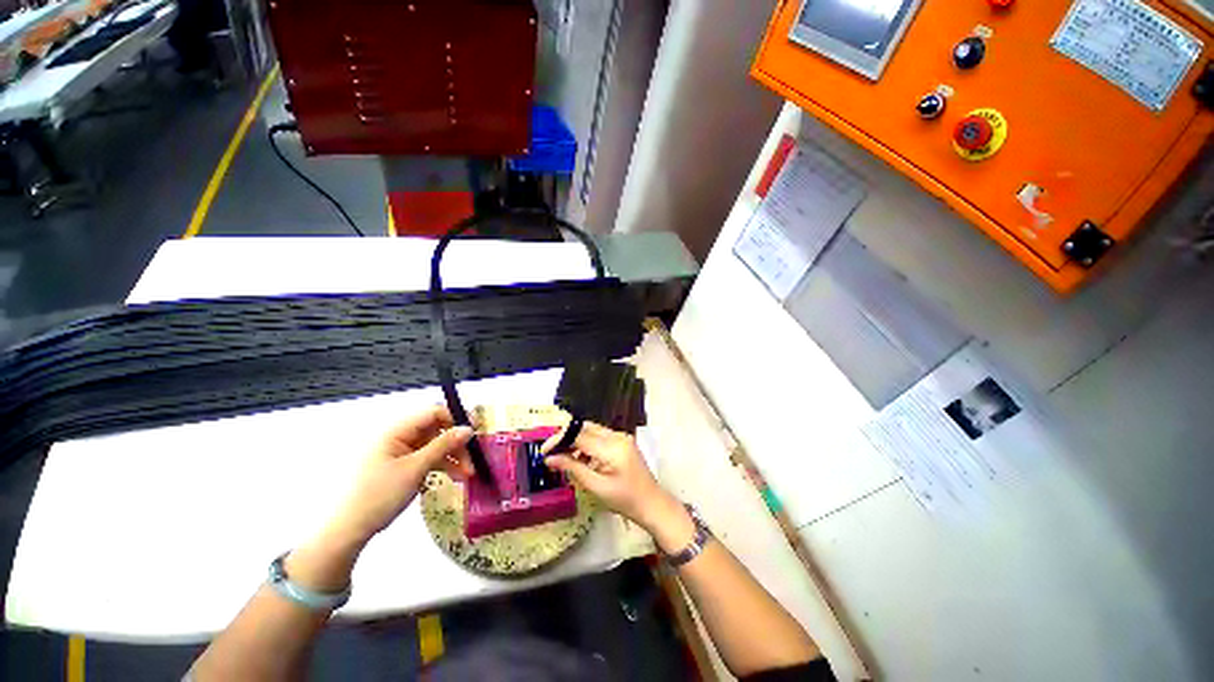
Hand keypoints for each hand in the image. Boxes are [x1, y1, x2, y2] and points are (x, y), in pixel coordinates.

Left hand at [329, 406, 474, 544]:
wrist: (348, 530)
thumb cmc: (379, 495)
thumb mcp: (415, 469)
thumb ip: (443, 446)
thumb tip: (468, 429)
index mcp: (396, 430)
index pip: (433, 413)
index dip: (456, 419)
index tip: (474, 433)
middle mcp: (398, 436)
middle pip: (436, 430)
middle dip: (456, 443)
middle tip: (473, 460)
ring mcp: (399, 451)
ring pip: (434, 445)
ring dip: (452, 457)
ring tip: (468, 474)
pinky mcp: (401, 465)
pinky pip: (427, 457)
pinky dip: (441, 465)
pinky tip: (455, 476)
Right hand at [541, 421, 675, 531]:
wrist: (652, 503)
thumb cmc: (625, 500)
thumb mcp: (596, 487)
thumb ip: (573, 469)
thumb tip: (550, 458)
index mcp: (612, 447)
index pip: (580, 435)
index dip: (559, 439)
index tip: (544, 450)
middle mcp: (617, 436)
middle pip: (586, 428)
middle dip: (567, 437)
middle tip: (551, 452)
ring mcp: (622, 437)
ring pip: (592, 430)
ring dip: (576, 441)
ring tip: (563, 458)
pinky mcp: (623, 441)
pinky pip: (600, 436)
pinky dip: (587, 444)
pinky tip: (581, 459)